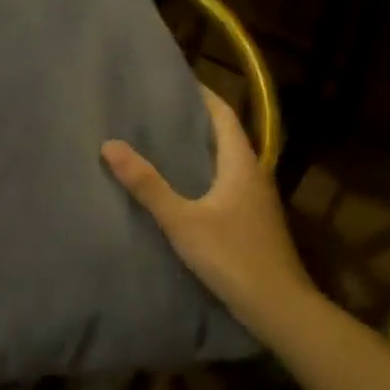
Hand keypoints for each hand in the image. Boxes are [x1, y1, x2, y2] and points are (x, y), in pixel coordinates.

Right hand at [101, 87, 312, 327]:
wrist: (279, 308)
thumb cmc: (233, 257)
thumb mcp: (182, 220)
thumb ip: (147, 185)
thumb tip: (109, 145)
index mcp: (242, 165)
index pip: (224, 116)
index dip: (203, 95)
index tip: (177, 81)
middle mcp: (254, 176)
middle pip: (227, 136)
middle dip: (197, 121)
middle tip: (159, 111)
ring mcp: (257, 201)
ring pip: (227, 163)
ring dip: (201, 150)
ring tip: (164, 144)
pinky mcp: (254, 223)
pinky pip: (227, 185)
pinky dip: (206, 175)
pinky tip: (184, 188)